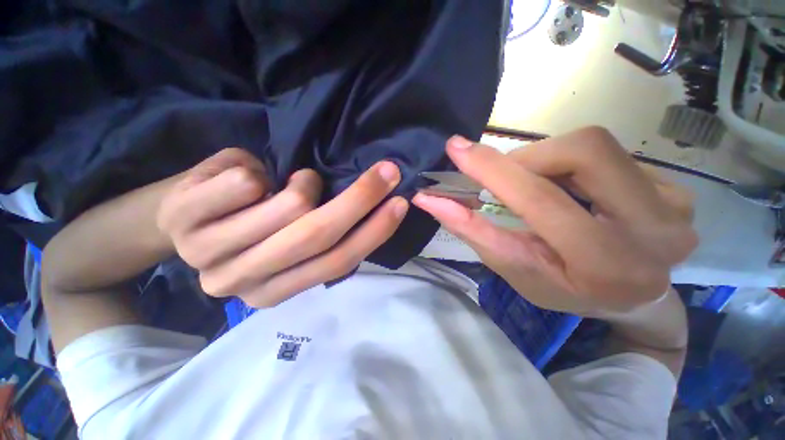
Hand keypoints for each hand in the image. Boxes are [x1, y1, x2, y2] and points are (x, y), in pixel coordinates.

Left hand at [157, 148, 407, 306]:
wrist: (188, 218)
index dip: (375, 230)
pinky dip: (264, 172)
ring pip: (290, 207)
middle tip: (386, 172)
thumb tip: (372, 215)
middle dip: (361, 198)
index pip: (339, 262)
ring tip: (296, 181)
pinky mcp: (184, 218)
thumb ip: (325, 242)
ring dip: (305, 184)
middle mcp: (242, 282)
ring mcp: (208, 253)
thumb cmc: (251, 227)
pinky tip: (254, 180)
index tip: (400, 202)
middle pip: (319, 235)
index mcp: (276, 291)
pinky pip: (249, 183)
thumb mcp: (292, 245)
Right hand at [413, 128, 696, 313]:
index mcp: (605, 264)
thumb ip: (474, 231)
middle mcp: (655, 230)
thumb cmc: (565, 290)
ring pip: (596, 146)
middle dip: (529, 158)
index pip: (540, 199)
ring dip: (549, 161)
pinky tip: (572, 190)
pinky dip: (574, 165)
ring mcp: (675, 205)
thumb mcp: (513, 268)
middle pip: (582, 151)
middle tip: (509, 178)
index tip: (457, 149)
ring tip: (540, 188)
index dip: (493, 169)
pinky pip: (612, 154)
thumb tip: (431, 200)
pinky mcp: (678, 189)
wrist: (633, 298)